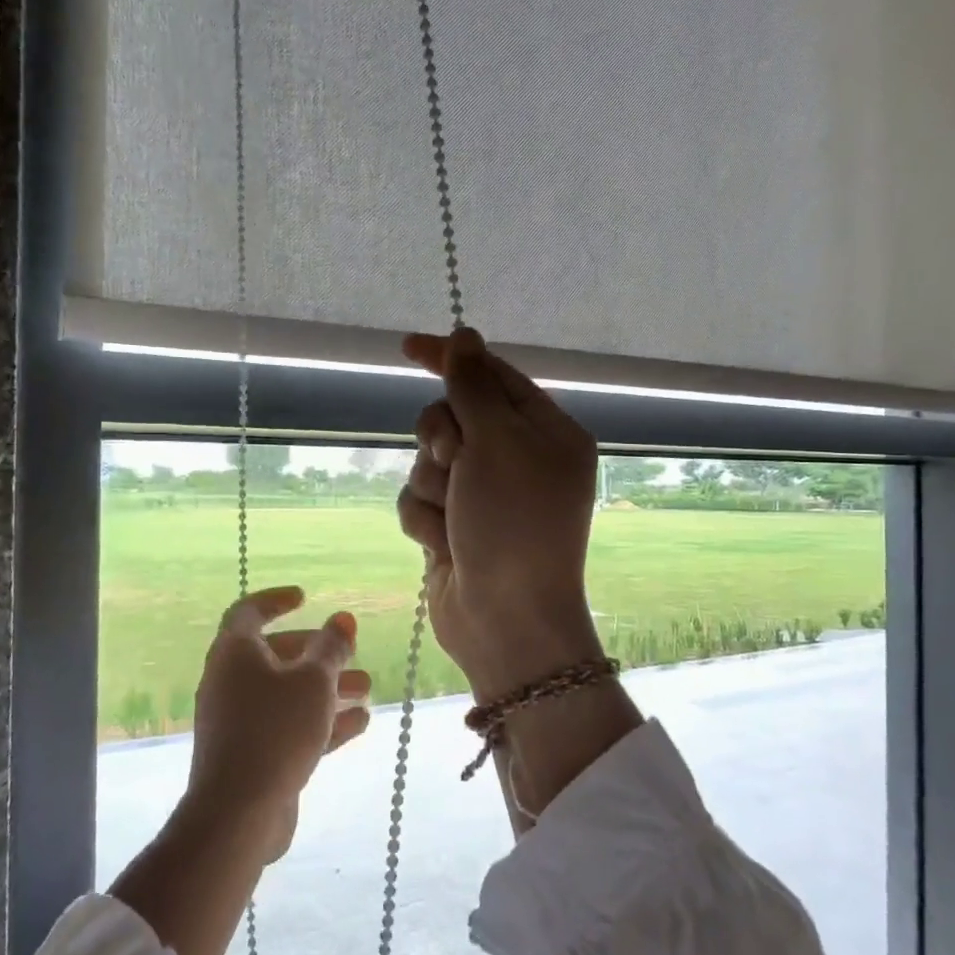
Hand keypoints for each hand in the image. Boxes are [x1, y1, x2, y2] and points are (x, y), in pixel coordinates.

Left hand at [183, 586, 371, 861]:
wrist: (239, 813)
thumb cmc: (276, 730)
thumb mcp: (314, 681)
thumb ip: (331, 647)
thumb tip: (342, 618)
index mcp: (234, 654)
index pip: (249, 612)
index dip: (276, 600)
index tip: (306, 597)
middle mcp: (230, 682)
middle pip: (276, 655)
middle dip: (318, 653)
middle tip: (351, 652)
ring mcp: (238, 721)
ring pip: (286, 694)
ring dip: (327, 688)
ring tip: (367, 689)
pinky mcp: (251, 755)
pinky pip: (288, 726)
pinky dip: (320, 720)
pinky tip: (360, 723)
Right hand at [397, 328, 604, 700]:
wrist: (505, 618)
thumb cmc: (513, 523)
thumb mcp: (497, 442)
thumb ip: (474, 386)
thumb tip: (466, 336)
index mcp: (546, 432)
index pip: (492, 376)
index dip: (451, 358)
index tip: (409, 346)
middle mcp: (516, 460)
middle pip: (452, 417)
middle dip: (442, 439)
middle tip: (457, 461)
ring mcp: (483, 496)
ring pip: (428, 461)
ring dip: (434, 487)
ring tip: (456, 519)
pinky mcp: (455, 526)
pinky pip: (419, 501)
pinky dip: (426, 521)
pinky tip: (446, 546)